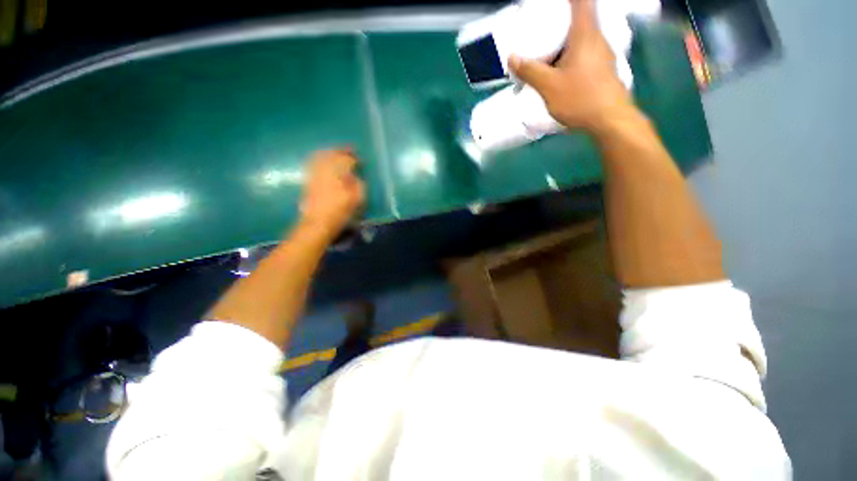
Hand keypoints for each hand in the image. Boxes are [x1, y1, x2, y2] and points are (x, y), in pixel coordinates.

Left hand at [299, 148, 364, 241]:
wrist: (318, 222)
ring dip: (330, 152)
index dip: (354, 158)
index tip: (360, 161)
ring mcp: (314, 173)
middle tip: (349, 151)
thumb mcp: (357, 199)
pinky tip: (324, 162)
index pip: (347, 159)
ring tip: (337, 154)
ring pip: (321, 156)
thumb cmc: (340, 211)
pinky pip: (313, 163)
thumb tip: (355, 177)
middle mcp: (324, 169)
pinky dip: (320, 159)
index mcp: (338, 172)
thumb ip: (359, 184)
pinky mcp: (308, 180)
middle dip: (341, 151)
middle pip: (332, 153)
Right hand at [508, 0, 635, 134]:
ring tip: (547, 51)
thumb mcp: (549, 86)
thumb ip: (530, 71)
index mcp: (585, 34)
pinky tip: (560, 70)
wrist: (609, 120)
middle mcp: (597, 38)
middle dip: (561, 21)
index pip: (581, 2)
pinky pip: (584, 53)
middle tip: (542, 29)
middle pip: (581, 19)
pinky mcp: (602, 69)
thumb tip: (512, 57)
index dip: (569, 0)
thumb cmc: (580, 98)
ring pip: (582, 38)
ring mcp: (602, 54)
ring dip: (565, 40)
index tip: (552, 5)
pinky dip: (571, 55)